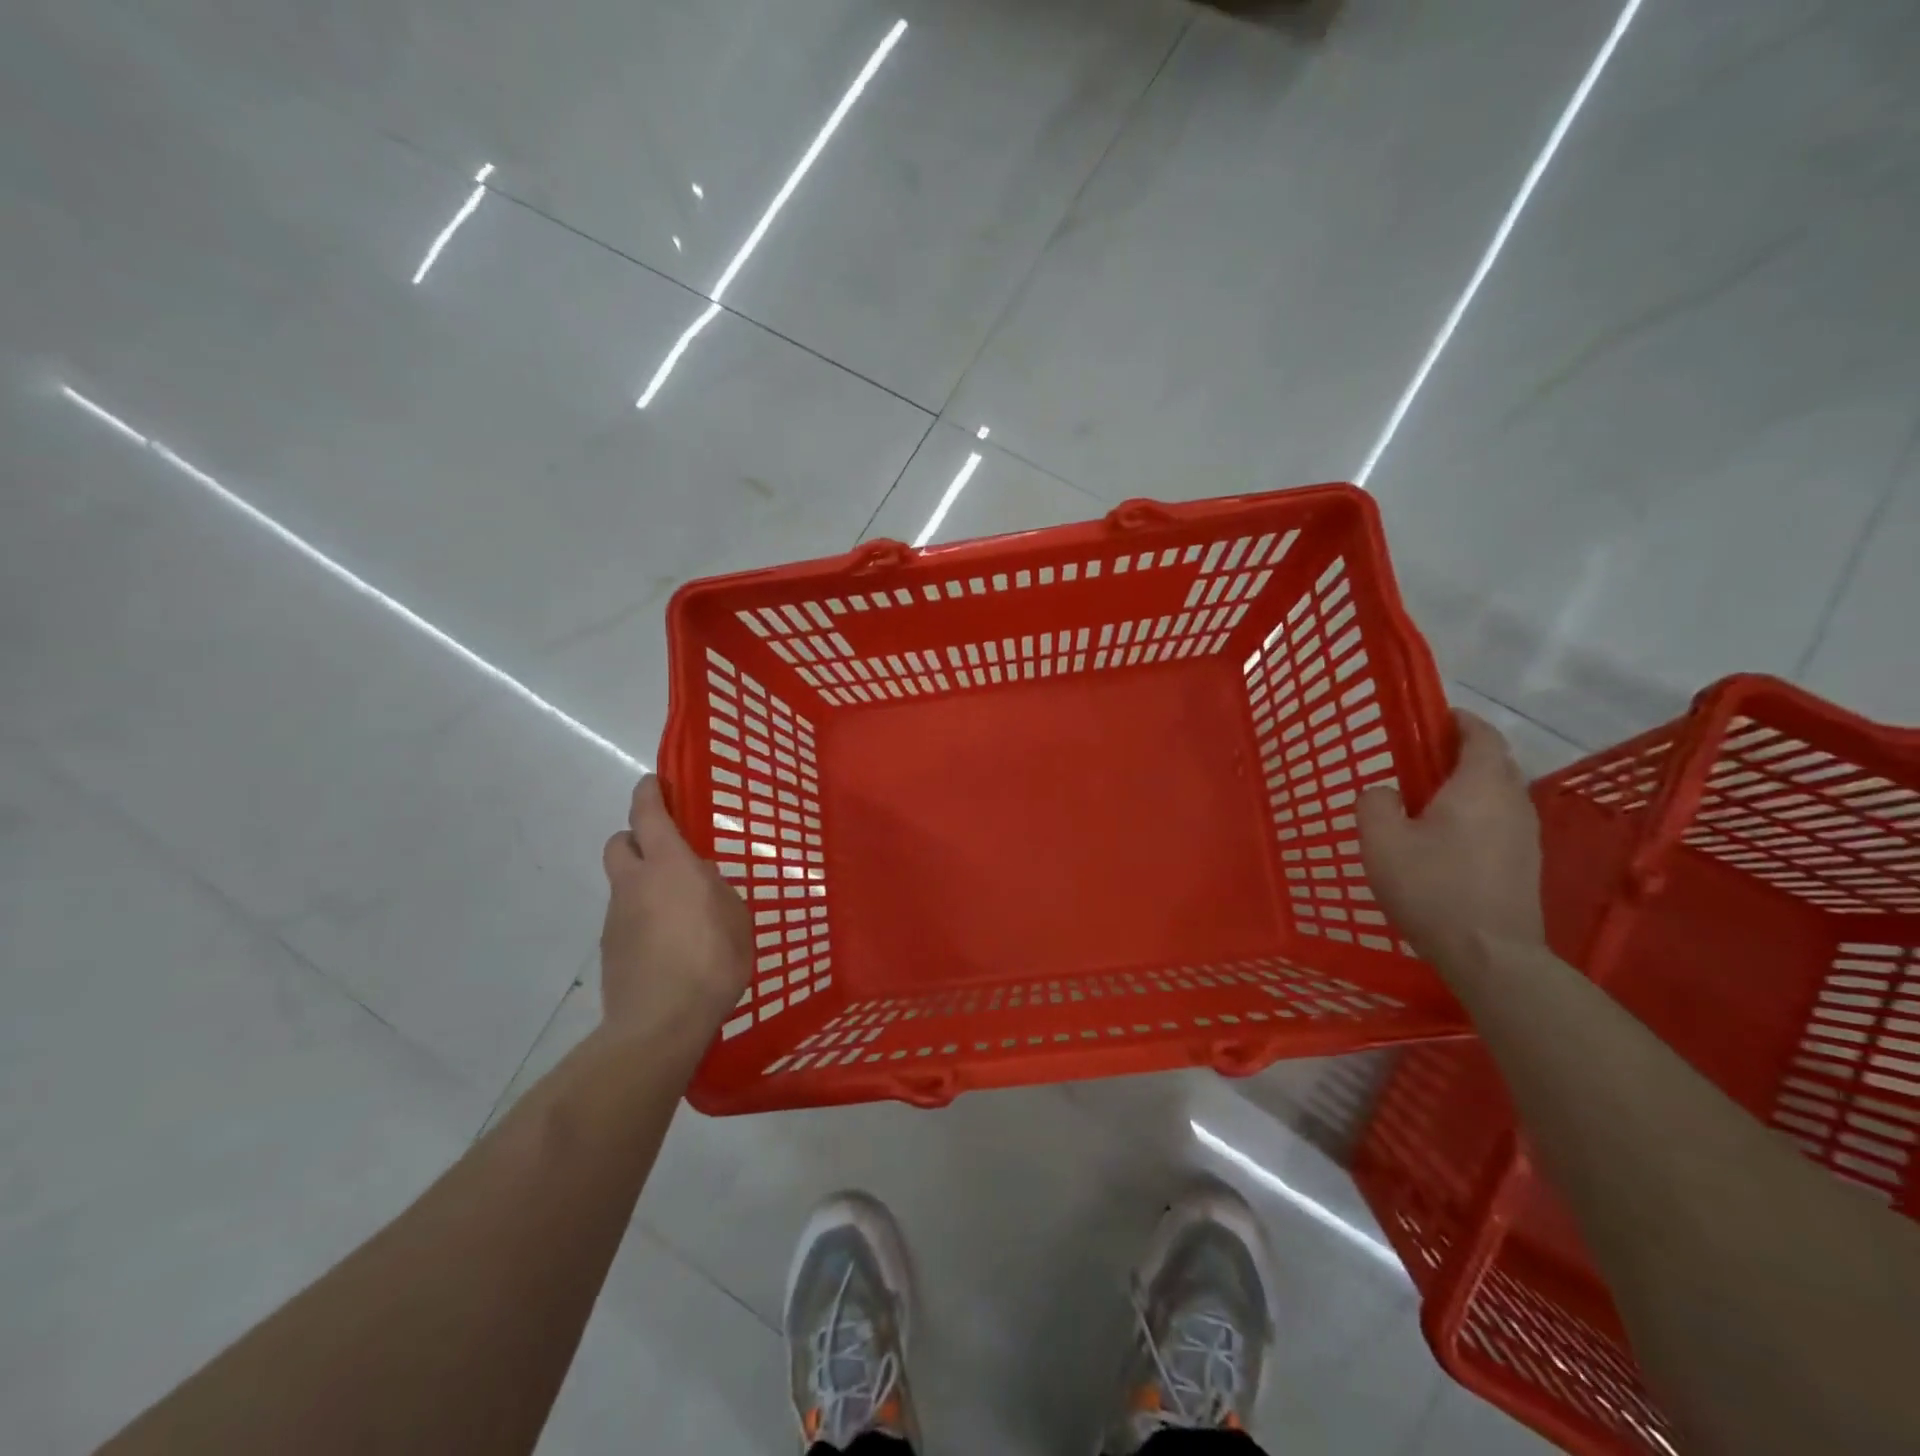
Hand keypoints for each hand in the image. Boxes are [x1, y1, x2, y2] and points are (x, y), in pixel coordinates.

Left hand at [600, 777, 752, 1031]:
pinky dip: (642, 917)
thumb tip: (701, 880)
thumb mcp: (735, 917)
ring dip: (643, 882)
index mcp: (669, 865)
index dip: (648, 793)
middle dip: (637, 837)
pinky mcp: (610, 948)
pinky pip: (626, 917)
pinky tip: (669, 943)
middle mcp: (634, 882)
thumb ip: (716, 890)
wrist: (660, 1023)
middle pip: (620, 842)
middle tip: (666, 851)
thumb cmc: (711, 960)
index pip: (647, 813)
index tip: (653, 783)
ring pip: (623, 883)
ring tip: (679, 910)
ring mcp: (617, 916)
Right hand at [1358, 710, 1546, 971]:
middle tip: (1419, 762)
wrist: (1490, 954)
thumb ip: (1375, 803)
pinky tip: (1445, 840)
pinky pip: (1499, 821)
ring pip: (1497, 794)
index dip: (1458, 721)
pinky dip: (1475, 815)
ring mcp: (1525, 835)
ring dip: (1468, 787)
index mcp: (1479, 785)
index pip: (1480, 735)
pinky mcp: (1525, 863)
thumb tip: (1385, 792)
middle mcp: (1512, 801)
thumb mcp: (1381, 841)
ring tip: (1427, 803)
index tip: (1431, 719)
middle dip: (1460, 753)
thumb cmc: (1432, 888)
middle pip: (1493, 762)